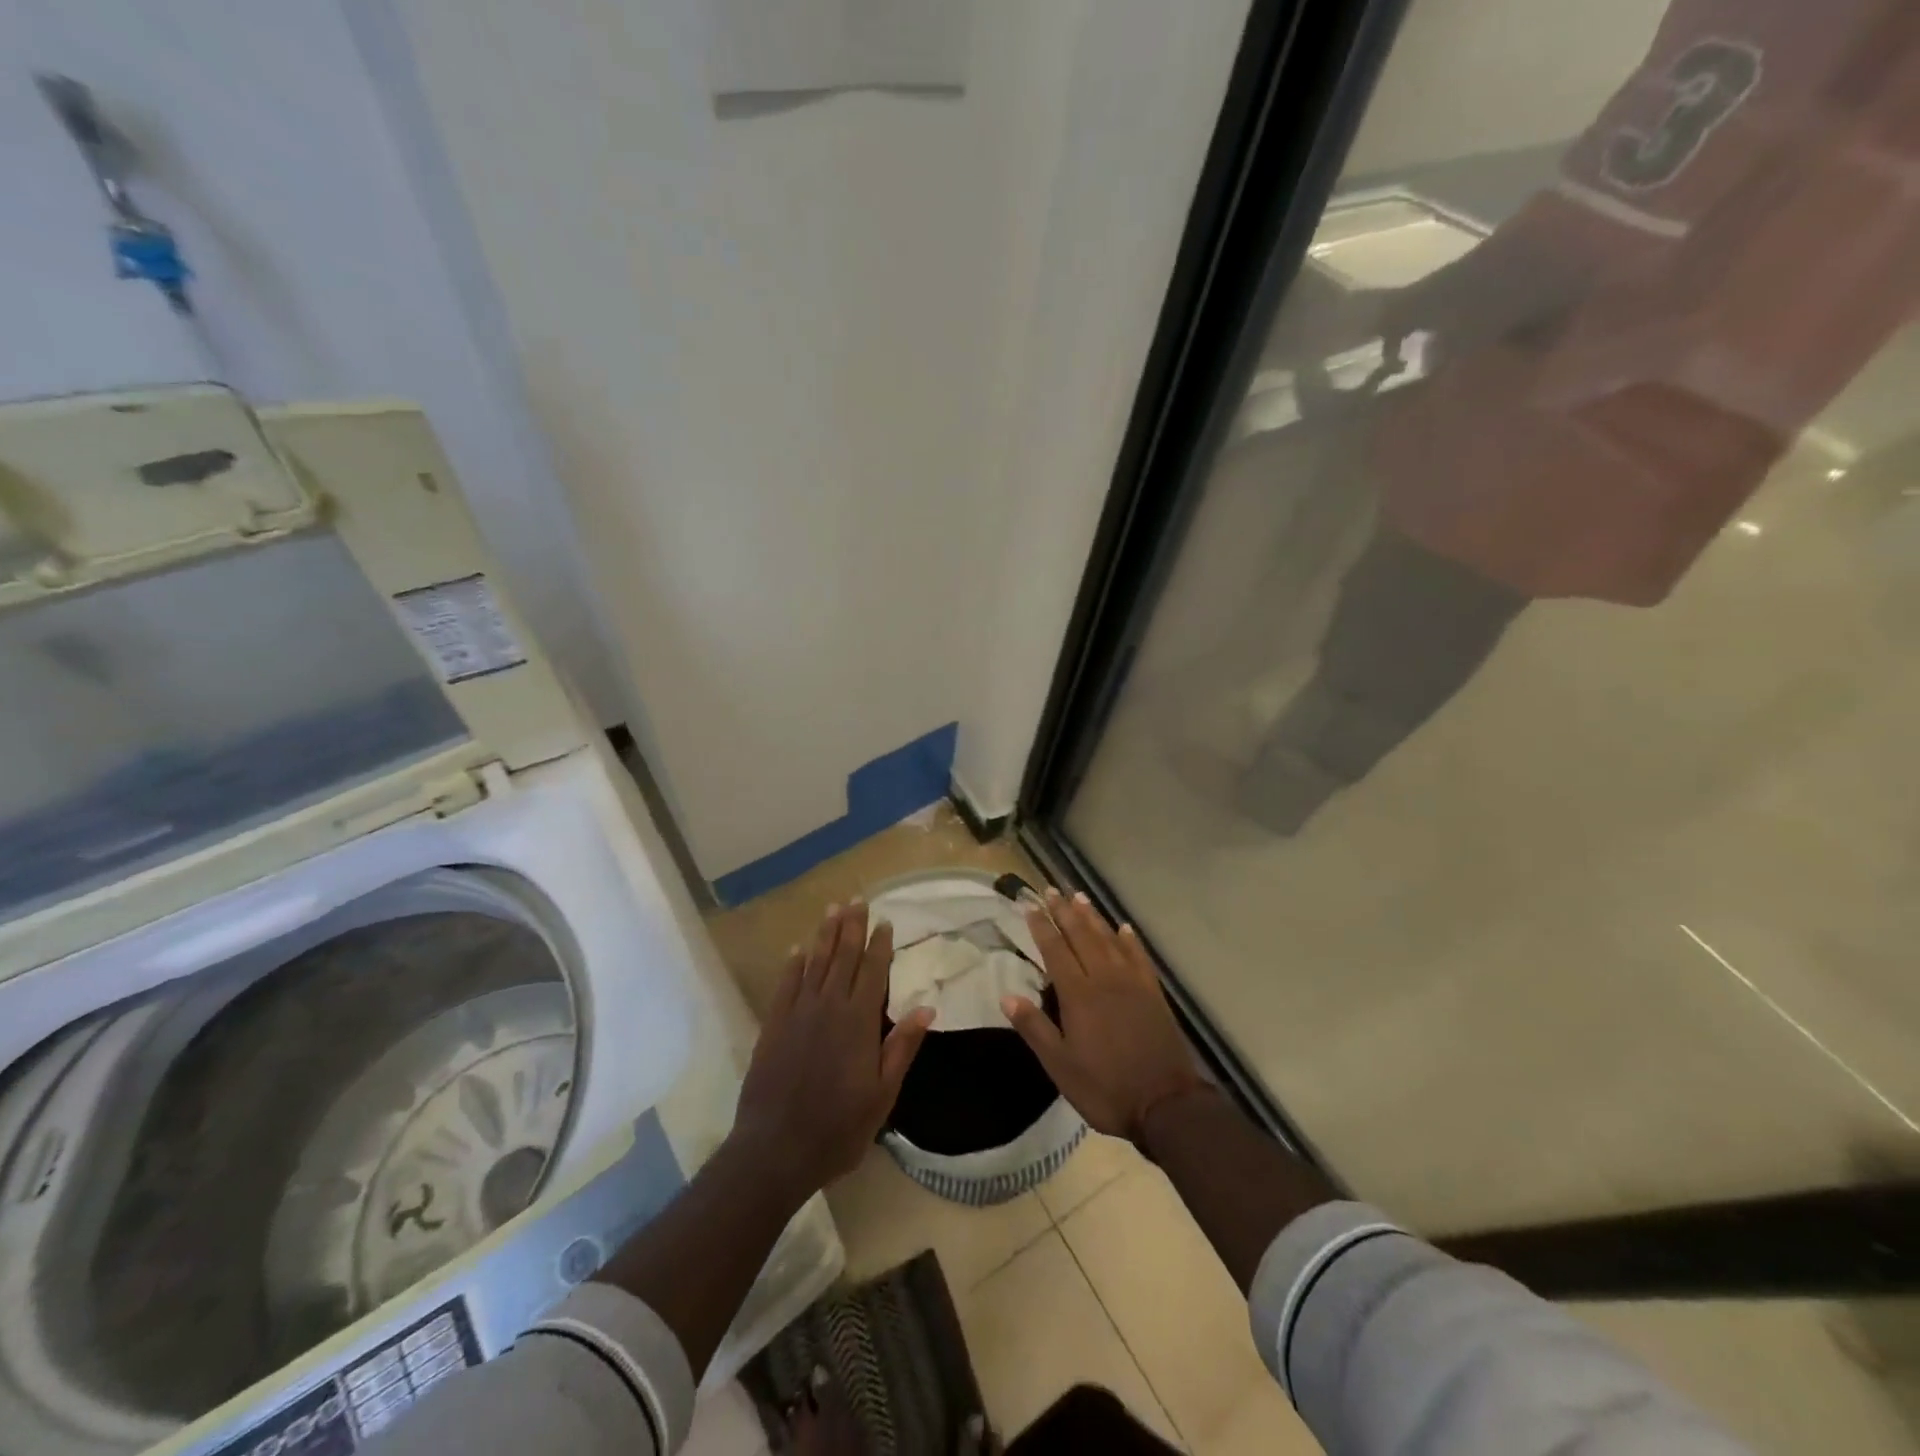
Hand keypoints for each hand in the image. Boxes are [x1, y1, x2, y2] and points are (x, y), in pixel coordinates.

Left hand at [734, 901, 933, 1197]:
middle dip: (852, 927)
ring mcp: (798, 1013)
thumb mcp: (882, 1095)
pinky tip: (798, 948)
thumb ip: (901, 1047)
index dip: (880, 944)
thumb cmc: (838, 1127)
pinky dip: (793, 964)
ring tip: (832, 909)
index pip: (873, 971)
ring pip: (815, 963)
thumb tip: (927, 1008)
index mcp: (859, 1022)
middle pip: (843, 957)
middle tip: (857, 900)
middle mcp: (829, 1007)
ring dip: (825, 935)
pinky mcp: (773, 1025)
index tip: (885, 921)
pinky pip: (785, 984)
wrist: (776, 1149)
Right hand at [1001, 890, 1207, 1144]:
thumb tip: (1007, 996)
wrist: (1165, 1104)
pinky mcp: (1153, 993)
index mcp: (1079, 995)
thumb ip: (1034, 1028)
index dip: (1041, 926)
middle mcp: (1105, 979)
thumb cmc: (1105, 1087)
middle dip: (1064, 912)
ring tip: (1079, 897)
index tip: (1030, 904)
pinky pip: (1139, 956)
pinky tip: (1124, 927)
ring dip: (1093, 917)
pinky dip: (1130, 940)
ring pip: (1109, 940)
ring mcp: (1132, 983)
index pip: (1055, 950)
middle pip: (1081, 936)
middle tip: (1051, 889)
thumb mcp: (1060, 1066)